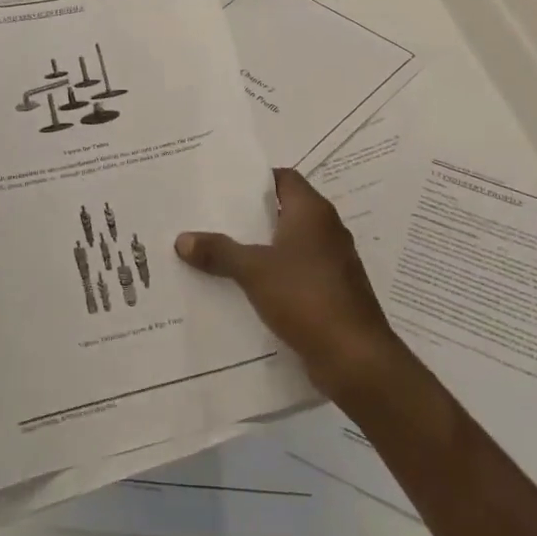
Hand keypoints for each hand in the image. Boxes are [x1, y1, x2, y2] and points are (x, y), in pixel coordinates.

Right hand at [177, 168, 410, 409]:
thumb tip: (181, 239)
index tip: (224, 187)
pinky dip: (274, 275)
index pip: (284, 178)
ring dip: (261, 248)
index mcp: (313, 212)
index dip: (256, 179)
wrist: (355, 358)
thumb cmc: (306, 297)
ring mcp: (333, 263)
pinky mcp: (333, 293)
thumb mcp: (253, 271)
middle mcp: (327, 230)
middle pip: (285, 211)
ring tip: (220, 251)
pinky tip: (245, 287)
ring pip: (290, 245)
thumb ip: (219, 251)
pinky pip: (297, 274)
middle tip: (212, 217)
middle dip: (251, 216)